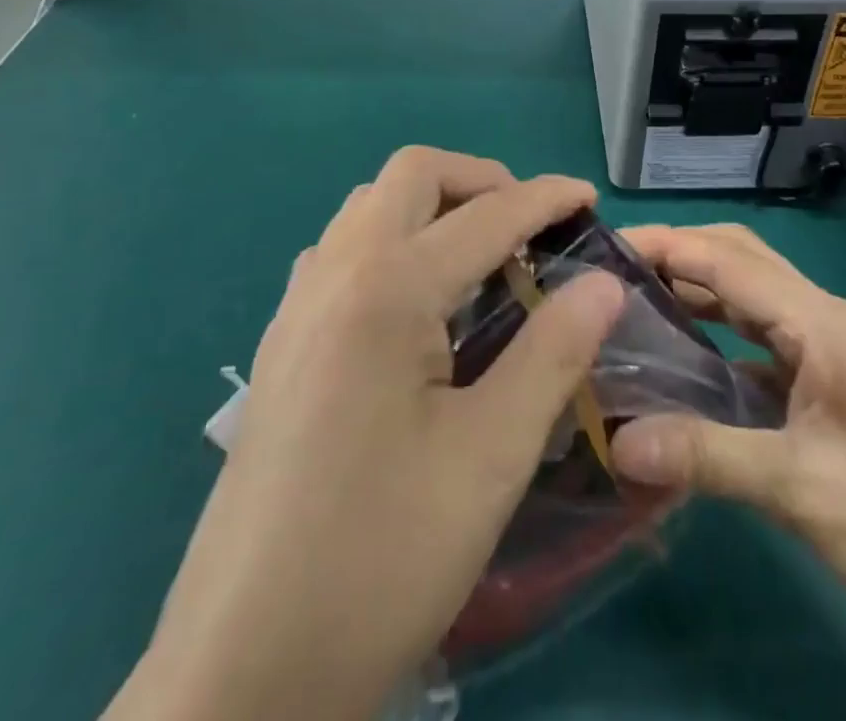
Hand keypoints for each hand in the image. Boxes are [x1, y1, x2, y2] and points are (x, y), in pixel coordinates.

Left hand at [109, 149, 625, 720]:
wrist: (241, 673)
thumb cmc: (380, 558)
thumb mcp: (490, 457)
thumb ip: (553, 354)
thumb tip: (603, 283)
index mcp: (386, 290)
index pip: (485, 215)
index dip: (545, 198)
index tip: (589, 198)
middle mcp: (334, 275)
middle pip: (412, 175)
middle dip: (480, 181)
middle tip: (529, 228)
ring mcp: (297, 307)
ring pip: (369, 207)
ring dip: (432, 208)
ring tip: (480, 260)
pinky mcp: (281, 344)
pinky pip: (341, 251)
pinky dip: (392, 242)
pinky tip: (417, 306)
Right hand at [605, 222, 845, 659]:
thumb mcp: (803, 491)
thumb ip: (708, 457)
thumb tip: (618, 441)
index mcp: (819, 321)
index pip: (725, 259)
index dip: (663, 245)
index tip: (601, 249)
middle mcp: (821, 316)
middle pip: (737, 257)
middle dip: (676, 252)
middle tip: (610, 272)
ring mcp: (826, 345)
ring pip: (747, 291)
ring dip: (694, 285)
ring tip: (630, 300)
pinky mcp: (825, 376)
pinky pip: (757, 332)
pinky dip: (714, 327)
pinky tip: (681, 355)